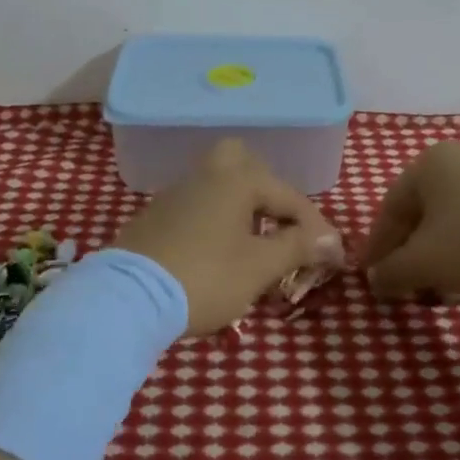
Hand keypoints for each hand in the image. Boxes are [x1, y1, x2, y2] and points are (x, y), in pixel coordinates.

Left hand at [114, 139, 343, 336]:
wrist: (129, 298)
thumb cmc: (205, 277)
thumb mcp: (259, 267)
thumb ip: (297, 247)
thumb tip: (330, 239)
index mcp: (236, 180)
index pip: (288, 197)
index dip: (314, 228)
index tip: (330, 257)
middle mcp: (205, 176)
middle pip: (242, 162)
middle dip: (266, 189)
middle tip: (279, 223)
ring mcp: (175, 194)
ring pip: (217, 185)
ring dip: (240, 207)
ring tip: (254, 246)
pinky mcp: (153, 217)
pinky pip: (195, 207)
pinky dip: (214, 221)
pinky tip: (216, 253)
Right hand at [364, 142, 459, 303]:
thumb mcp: (424, 263)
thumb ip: (391, 272)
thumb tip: (376, 280)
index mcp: (427, 164)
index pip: (389, 210)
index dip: (378, 248)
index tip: (372, 278)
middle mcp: (458, 158)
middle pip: (420, 213)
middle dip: (410, 253)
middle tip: (404, 284)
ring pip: (451, 218)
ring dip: (438, 254)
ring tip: (438, 287)